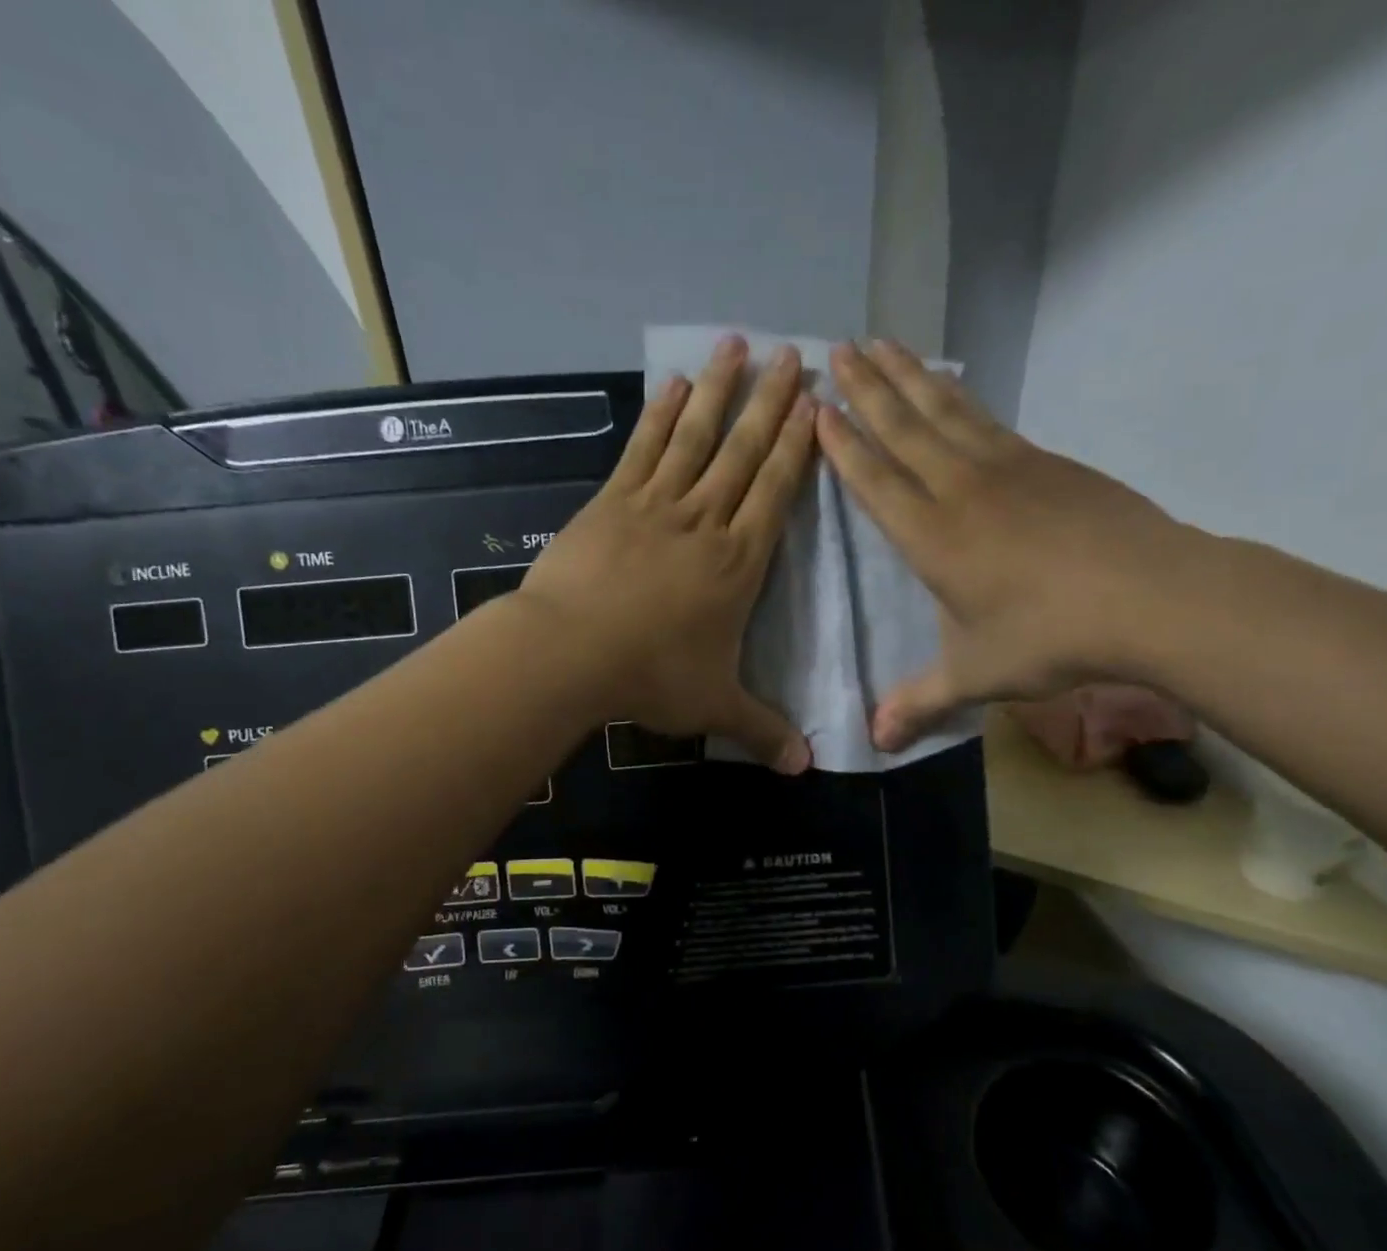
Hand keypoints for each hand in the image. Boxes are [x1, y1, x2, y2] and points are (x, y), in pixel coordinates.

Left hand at [519, 333, 816, 772]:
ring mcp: (657, 505)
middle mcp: (706, 522)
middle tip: (793, 353)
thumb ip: (762, 730)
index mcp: (739, 563)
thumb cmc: (651, 677)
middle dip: (771, 402)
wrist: (571, 653)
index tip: (815, 404)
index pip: (777, 492)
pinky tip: (674, 385)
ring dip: (720, 391)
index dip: (798, 446)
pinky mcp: (612, 502)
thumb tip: (806, 770)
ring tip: (738, 344)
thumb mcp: (714, 707)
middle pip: (745, 451)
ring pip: (697, 437)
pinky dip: (661, 415)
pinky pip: (644, 449)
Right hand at [817, 338, 1196, 752]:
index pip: (874, 480)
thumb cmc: (1048, 637)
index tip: (817, 407)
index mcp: (931, 537)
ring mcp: (1007, 468)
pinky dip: (959, 397)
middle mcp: (960, 490)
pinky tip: (950, 387)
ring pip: (944, 412)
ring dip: (908, 378)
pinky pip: (987, 419)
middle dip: (866, 390)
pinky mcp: (1046, 462)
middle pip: (903, 429)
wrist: (1149, 596)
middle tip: (837, 350)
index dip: (843, 444)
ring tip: (882, 343)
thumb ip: (918, 703)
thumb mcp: (974, 676)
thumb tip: (873, 742)